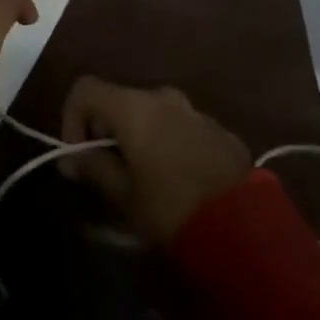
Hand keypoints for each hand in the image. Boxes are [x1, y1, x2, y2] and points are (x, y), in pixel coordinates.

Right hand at [60, 77, 253, 244]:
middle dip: (108, 131)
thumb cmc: (173, 208)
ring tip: (146, 179)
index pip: (85, 89)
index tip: (79, 153)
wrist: (249, 229)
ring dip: (140, 137)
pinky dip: (169, 143)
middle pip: (120, 101)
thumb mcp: (124, 195)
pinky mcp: (220, 130)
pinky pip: (181, 127)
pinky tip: (179, 181)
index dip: (72, 116)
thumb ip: (93, 169)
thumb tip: (70, 159)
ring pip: (152, 114)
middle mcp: (162, 97)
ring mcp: (195, 111)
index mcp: (133, 106)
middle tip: (110, 170)